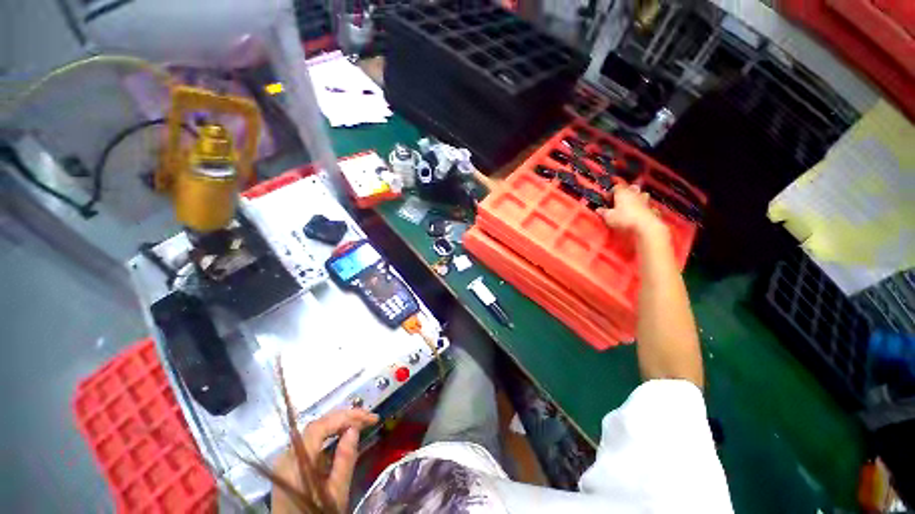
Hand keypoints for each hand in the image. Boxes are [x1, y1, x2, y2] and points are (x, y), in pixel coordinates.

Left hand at [272, 408, 378, 512]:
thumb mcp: (335, 494)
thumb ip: (344, 461)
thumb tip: (354, 429)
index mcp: (296, 463)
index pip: (320, 427)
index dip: (346, 417)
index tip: (369, 418)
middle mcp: (287, 456)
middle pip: (317, 426)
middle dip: (345, 418)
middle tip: (368, 418)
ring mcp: (287, 460)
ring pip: (315, 431)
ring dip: (339, 424)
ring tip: (361, 423)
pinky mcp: (290, 465)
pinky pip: (312, 441)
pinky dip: (330, 435)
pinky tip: (344, 435)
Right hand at [598, 184, 664, 238]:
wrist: (645, 226)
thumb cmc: (625, 219)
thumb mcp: (608, 217)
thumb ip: (603, 212)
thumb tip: (599, 210)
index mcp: (622, 192)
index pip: (616, 187)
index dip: (611, 192)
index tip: (606, 198)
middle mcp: (635, 194)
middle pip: (630, 188)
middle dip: (625, 192)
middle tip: (619, 199)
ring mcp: (645, 200)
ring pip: (641, 195)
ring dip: (637, 198)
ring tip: (631, 204)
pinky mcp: (652, 209)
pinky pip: (648, 206)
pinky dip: (644, 208)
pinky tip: (641, 213)